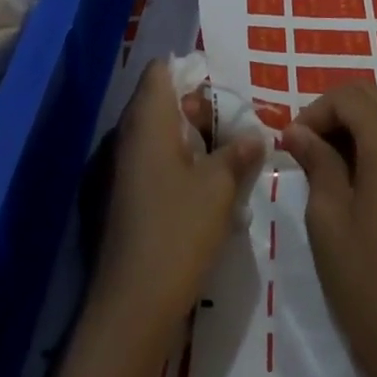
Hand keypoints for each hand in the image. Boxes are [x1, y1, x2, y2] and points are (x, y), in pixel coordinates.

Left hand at [91, 60, 265, 334]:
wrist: (131, 305)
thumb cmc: (177, 231)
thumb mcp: (219, 188)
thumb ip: (238, 153)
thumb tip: (256, 135)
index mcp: (147, 120)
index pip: (161, 70)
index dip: (191, 73)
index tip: (222, 94)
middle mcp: (127, 135)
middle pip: (161, 101)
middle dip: (198, 112)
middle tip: (232, 132)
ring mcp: (120, 168)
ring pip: (158, 135)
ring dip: (190, 142)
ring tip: (225, 161)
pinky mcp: (121, 198)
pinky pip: (151, 164)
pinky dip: (176, 166)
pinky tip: (203, 191)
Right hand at [282, 81, 376, 376]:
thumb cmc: (368, 281)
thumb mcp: (328, 218)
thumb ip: (316, 162)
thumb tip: (297, 131)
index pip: (347, 96)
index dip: (315, 111)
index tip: (293, 144)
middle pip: (372, 98)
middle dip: (336, 113)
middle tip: (309, 148)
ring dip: (359, 128)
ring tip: (333, 166)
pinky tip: (366, 185)